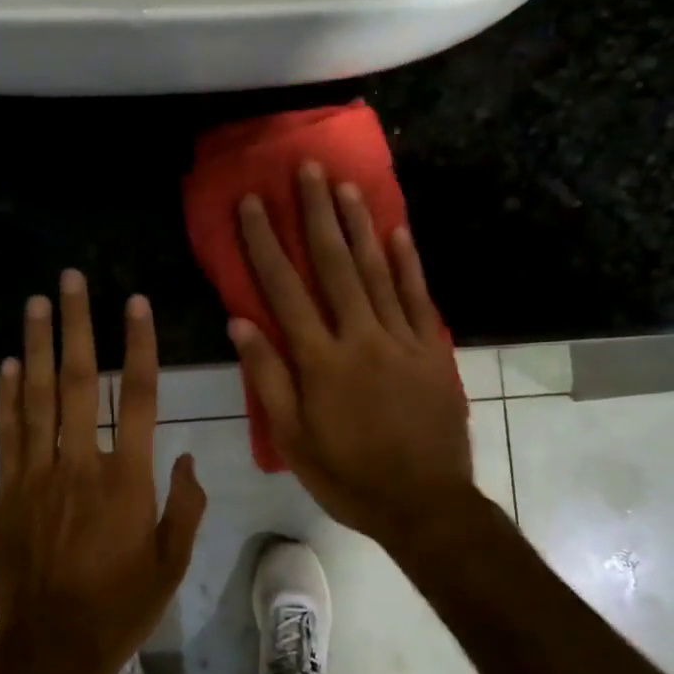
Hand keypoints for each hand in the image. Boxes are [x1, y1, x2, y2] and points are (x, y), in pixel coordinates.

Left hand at [0, 271, 206, 673]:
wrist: (50, 648)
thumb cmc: (120, 607)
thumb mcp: (172, 564)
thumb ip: (185, 506)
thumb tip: (186, 459)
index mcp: (128, 481)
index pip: (140, 398)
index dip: (139, 346)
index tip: (135, 303)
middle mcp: (81, 465)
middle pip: (81, 382)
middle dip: (77, 326)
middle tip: (71, 280)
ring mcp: (38, 476)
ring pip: (38, 398)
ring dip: (38, 346)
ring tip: (37, 303)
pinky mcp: (8, 492)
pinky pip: (8, 434)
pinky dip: (7, 396)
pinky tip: (9, 364)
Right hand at [228, 163, 474, 547]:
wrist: (424, 504)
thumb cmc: (349, 476)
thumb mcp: (292, 440)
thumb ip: (268, 378)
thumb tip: (240, 322)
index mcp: (320, 361)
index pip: (284, 290)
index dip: (264, 243)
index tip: (252, 203)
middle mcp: (359, 337)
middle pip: (333, 265)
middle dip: (315, 213)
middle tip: (305, 168)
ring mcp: (401, 339)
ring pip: (377, 270)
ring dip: (358, 225)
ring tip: (344, 185)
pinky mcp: (432, 350)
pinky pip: (419, 297)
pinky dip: (408, 263)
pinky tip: (397, 231)